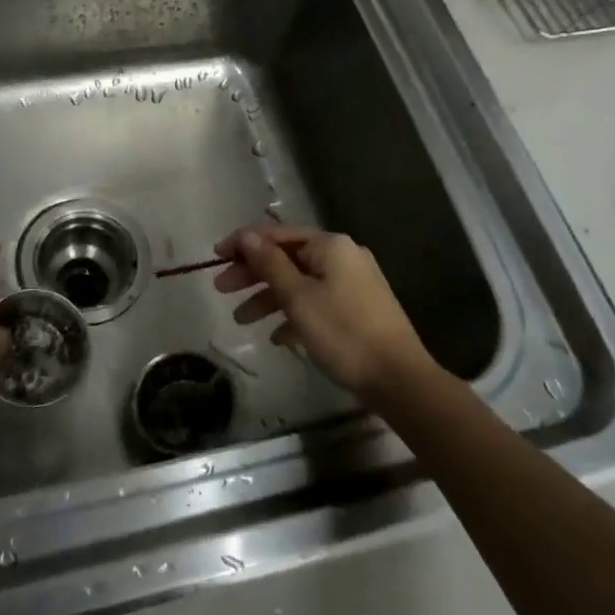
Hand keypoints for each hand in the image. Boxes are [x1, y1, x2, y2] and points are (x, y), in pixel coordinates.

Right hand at [214, 225, 432, 400]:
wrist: (399, 379)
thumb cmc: (343, 333)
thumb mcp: (298, 297)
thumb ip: (269, 264)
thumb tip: (246, 236)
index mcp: (330, 246)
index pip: (277, 234)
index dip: (243, 243)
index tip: (215, 256)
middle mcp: (343, 257)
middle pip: (287, 258)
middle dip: (253, 273)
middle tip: (221, 288)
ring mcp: (353, 284)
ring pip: (300, 283)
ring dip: (269, 298)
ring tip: (241, 320)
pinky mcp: (358, 310)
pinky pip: (316, 303)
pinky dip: (294, 315)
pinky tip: (278, 338)